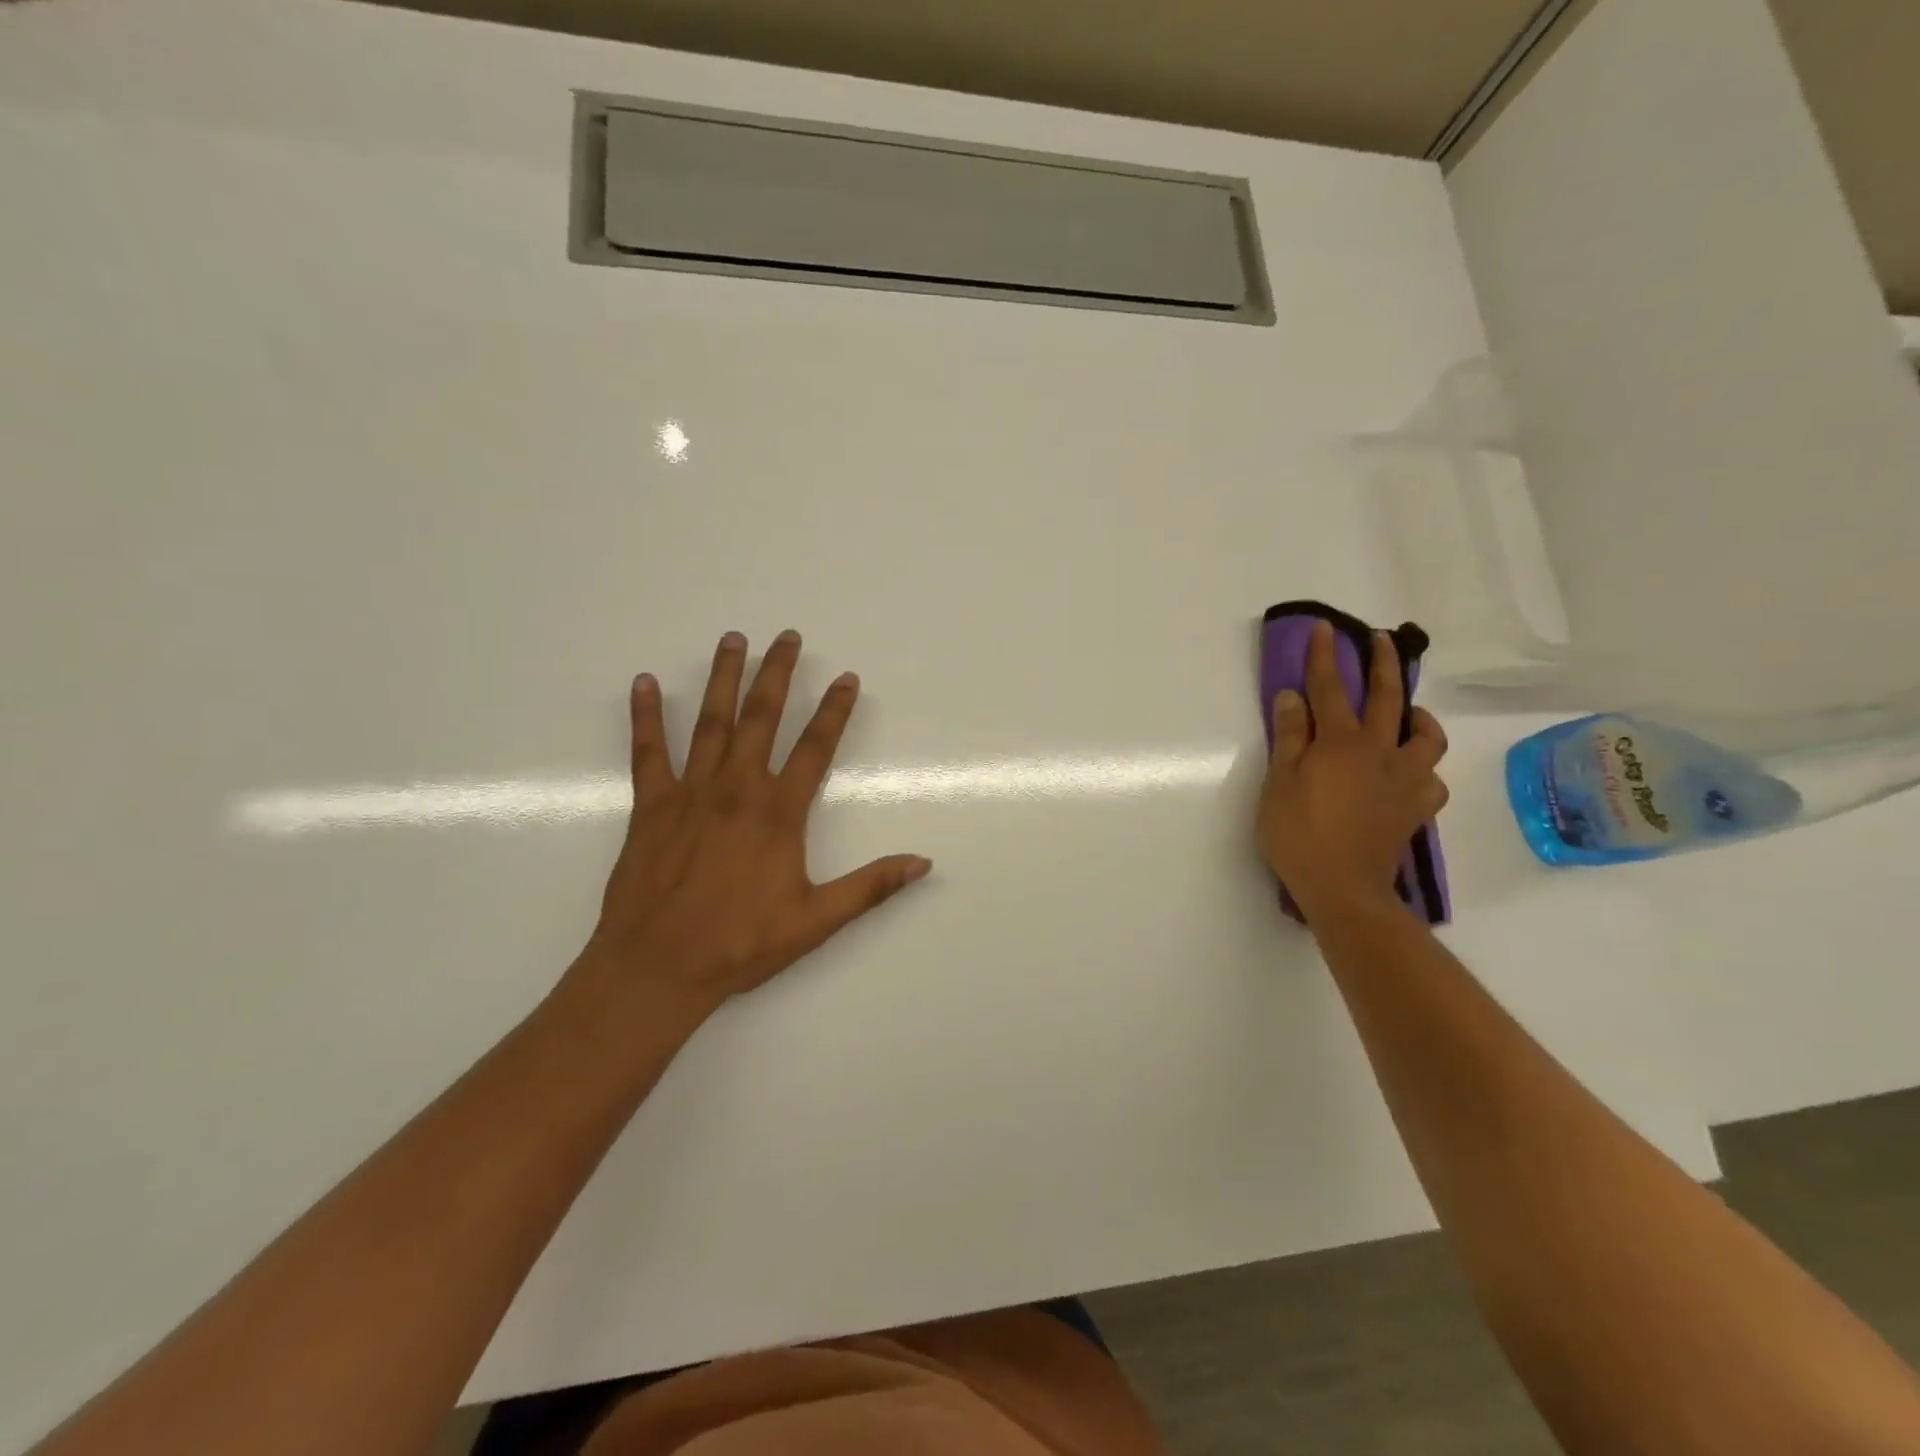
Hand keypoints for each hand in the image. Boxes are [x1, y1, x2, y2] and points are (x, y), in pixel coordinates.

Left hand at [572, 630, 930, 1025]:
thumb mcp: (816, 920)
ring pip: (711, 722)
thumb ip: (870, 886)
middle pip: (762, 718)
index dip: (834, 710)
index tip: (847, 678)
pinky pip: (648, 752)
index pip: (815, 748)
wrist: (657, 968)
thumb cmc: (741, 944)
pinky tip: (643, 683)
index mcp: (778, 813)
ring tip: (732, 640)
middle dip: (778, 674)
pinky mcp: (651, 806)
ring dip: (723, 679)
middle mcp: (737, 789)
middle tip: (787, 636)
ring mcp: (690, 793)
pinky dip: (645, 716)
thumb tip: (923, 862)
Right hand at [1259, 620, 1448, 923]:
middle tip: (1381, 640)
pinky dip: (1424, 770)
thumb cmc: (1299, 835)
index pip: (1329, 688)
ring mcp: (1404, 780)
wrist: (1343, 889)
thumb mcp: (1279, 783)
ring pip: (1426, 736)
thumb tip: (1293, 697)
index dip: (1325, 656)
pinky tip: (1412, 773)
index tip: (1325, 629)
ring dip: (1418, 716)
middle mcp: (1378, 752)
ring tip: (1409, 714)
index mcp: (1339, 743)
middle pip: (1386, 697)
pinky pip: (1432, 780)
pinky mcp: (1416, 809)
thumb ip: (1289, 737)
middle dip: (1383, 663)